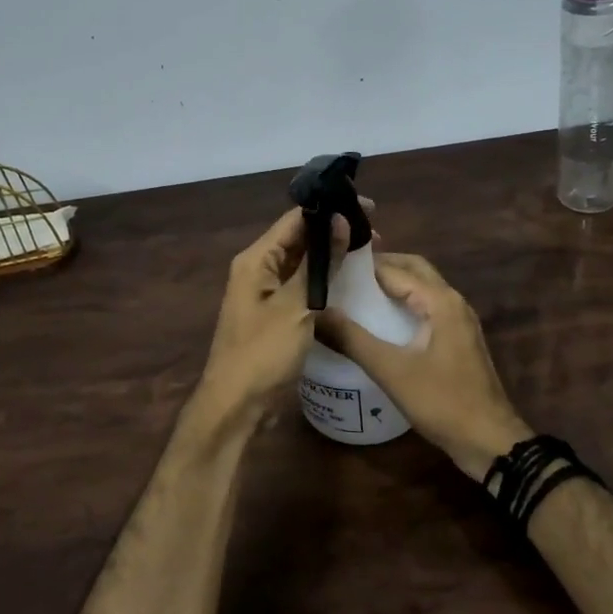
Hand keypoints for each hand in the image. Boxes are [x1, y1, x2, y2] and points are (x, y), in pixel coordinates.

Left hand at [196, 207, 351, 413]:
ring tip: (370, 253)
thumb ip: (320, 263)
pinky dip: (325, 281)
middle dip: (334, 233)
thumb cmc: (263, 352)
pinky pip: (302, 286)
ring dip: (332, 257)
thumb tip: (340, 220)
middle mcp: (258, 269)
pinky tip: (351, 283)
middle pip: (299, 239)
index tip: (368, 209)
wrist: (237, 404)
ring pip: (303, 263)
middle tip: (376, 235)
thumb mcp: (296, 306)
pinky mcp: (276, 314)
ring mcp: (266, 293)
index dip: (330, 210)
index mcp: (256, 259)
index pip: (296, 219)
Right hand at [315, 252, 532, 480]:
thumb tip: (315, 313)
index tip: (329, 266)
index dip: (362, 266)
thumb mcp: (391, 370)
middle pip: (414, 270)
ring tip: (355, 294)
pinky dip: (404, 305)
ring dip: (393, 285)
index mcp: (441, 301)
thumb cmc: (442, 401)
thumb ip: (352, 339)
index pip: (395, 269)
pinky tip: (381, 323)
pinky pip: (428, 309)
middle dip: (380, 267)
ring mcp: (460, 321)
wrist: (489, 440)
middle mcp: (453, 302)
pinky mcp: (458, 340)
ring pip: (423, 289)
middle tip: (342, 274)